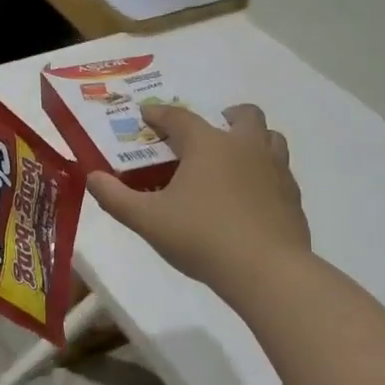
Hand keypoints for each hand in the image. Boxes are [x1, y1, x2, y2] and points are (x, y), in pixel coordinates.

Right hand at [87, 103, 310, 294]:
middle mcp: (244, 147)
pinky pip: (280, 171)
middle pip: (243, 115)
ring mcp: (275, 170)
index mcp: (208, 144)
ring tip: (236, 158)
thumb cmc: (202, 238)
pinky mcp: (292, 196)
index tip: (147, 114)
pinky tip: (253, 194)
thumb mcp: (148, 220)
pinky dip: (266, 172)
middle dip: (226, 115)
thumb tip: (93, 178)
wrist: (267, 271)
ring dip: (253, 139)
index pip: (179, 117)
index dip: (159, 114)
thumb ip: (116, 198)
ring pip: (270, 138)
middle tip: (209, 132)